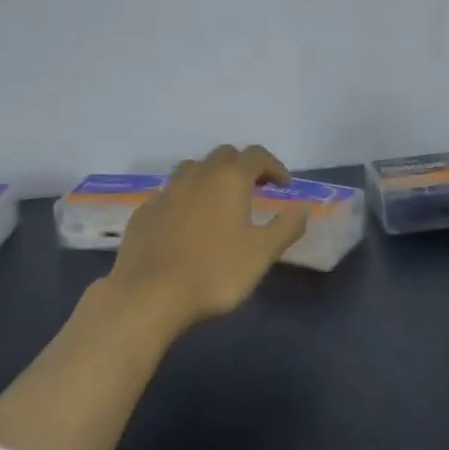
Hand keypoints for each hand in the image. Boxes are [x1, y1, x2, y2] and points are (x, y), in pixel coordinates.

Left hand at [103, 144, 303, 335]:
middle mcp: (198, 174)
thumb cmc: (214, 272)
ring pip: (194, 168)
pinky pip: (171, 193)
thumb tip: (302, 208)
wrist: (149, 294)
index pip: (257, 155)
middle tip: (255, 190)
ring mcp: (167, 190)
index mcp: (229, 178)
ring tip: (220, 203)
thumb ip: (286, 227)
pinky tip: (186, 224)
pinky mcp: (145, 210)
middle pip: (224, 155)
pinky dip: (186, 199)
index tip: (284, 186)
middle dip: (243, 167)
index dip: (274, 166)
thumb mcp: (261, 254)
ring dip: (211, 177)